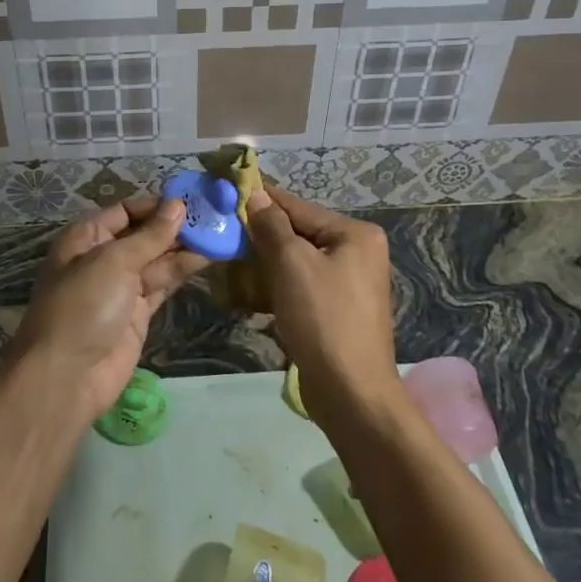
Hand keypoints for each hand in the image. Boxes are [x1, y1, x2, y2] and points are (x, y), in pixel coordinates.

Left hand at [9, 197, 207, 418]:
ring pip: (157, 260)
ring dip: (185, 248)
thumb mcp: (114, 262)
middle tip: (215, 215)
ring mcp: (121, 287)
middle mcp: (103, 258)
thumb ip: (150, 236)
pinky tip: (208, 258)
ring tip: (220, 233)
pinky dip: (182, 271)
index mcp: (86, 238)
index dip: (156, 205)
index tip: (191, 200)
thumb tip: (178, 206)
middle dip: (175, 226)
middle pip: (143, 234)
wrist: (67, 377)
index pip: (125, 211)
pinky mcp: (137, 313)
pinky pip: (162, 284)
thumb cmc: (83, 306)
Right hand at [245, 185, 398, 428]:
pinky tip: (248, 293)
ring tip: (229, 261)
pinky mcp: (337, 311)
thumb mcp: (292, 265)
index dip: (263, 200)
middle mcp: (357, 253)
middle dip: (261, 236)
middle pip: (299, 234)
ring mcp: (349, 284)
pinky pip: (301, 287)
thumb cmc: (323, 319)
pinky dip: (276, 287)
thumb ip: (272, 226)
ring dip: (264, 264)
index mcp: (355, 235)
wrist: (351, 393)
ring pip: (297, 262)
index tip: (229, 188)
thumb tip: (255, 195)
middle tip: (222, 230)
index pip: (299, 207)